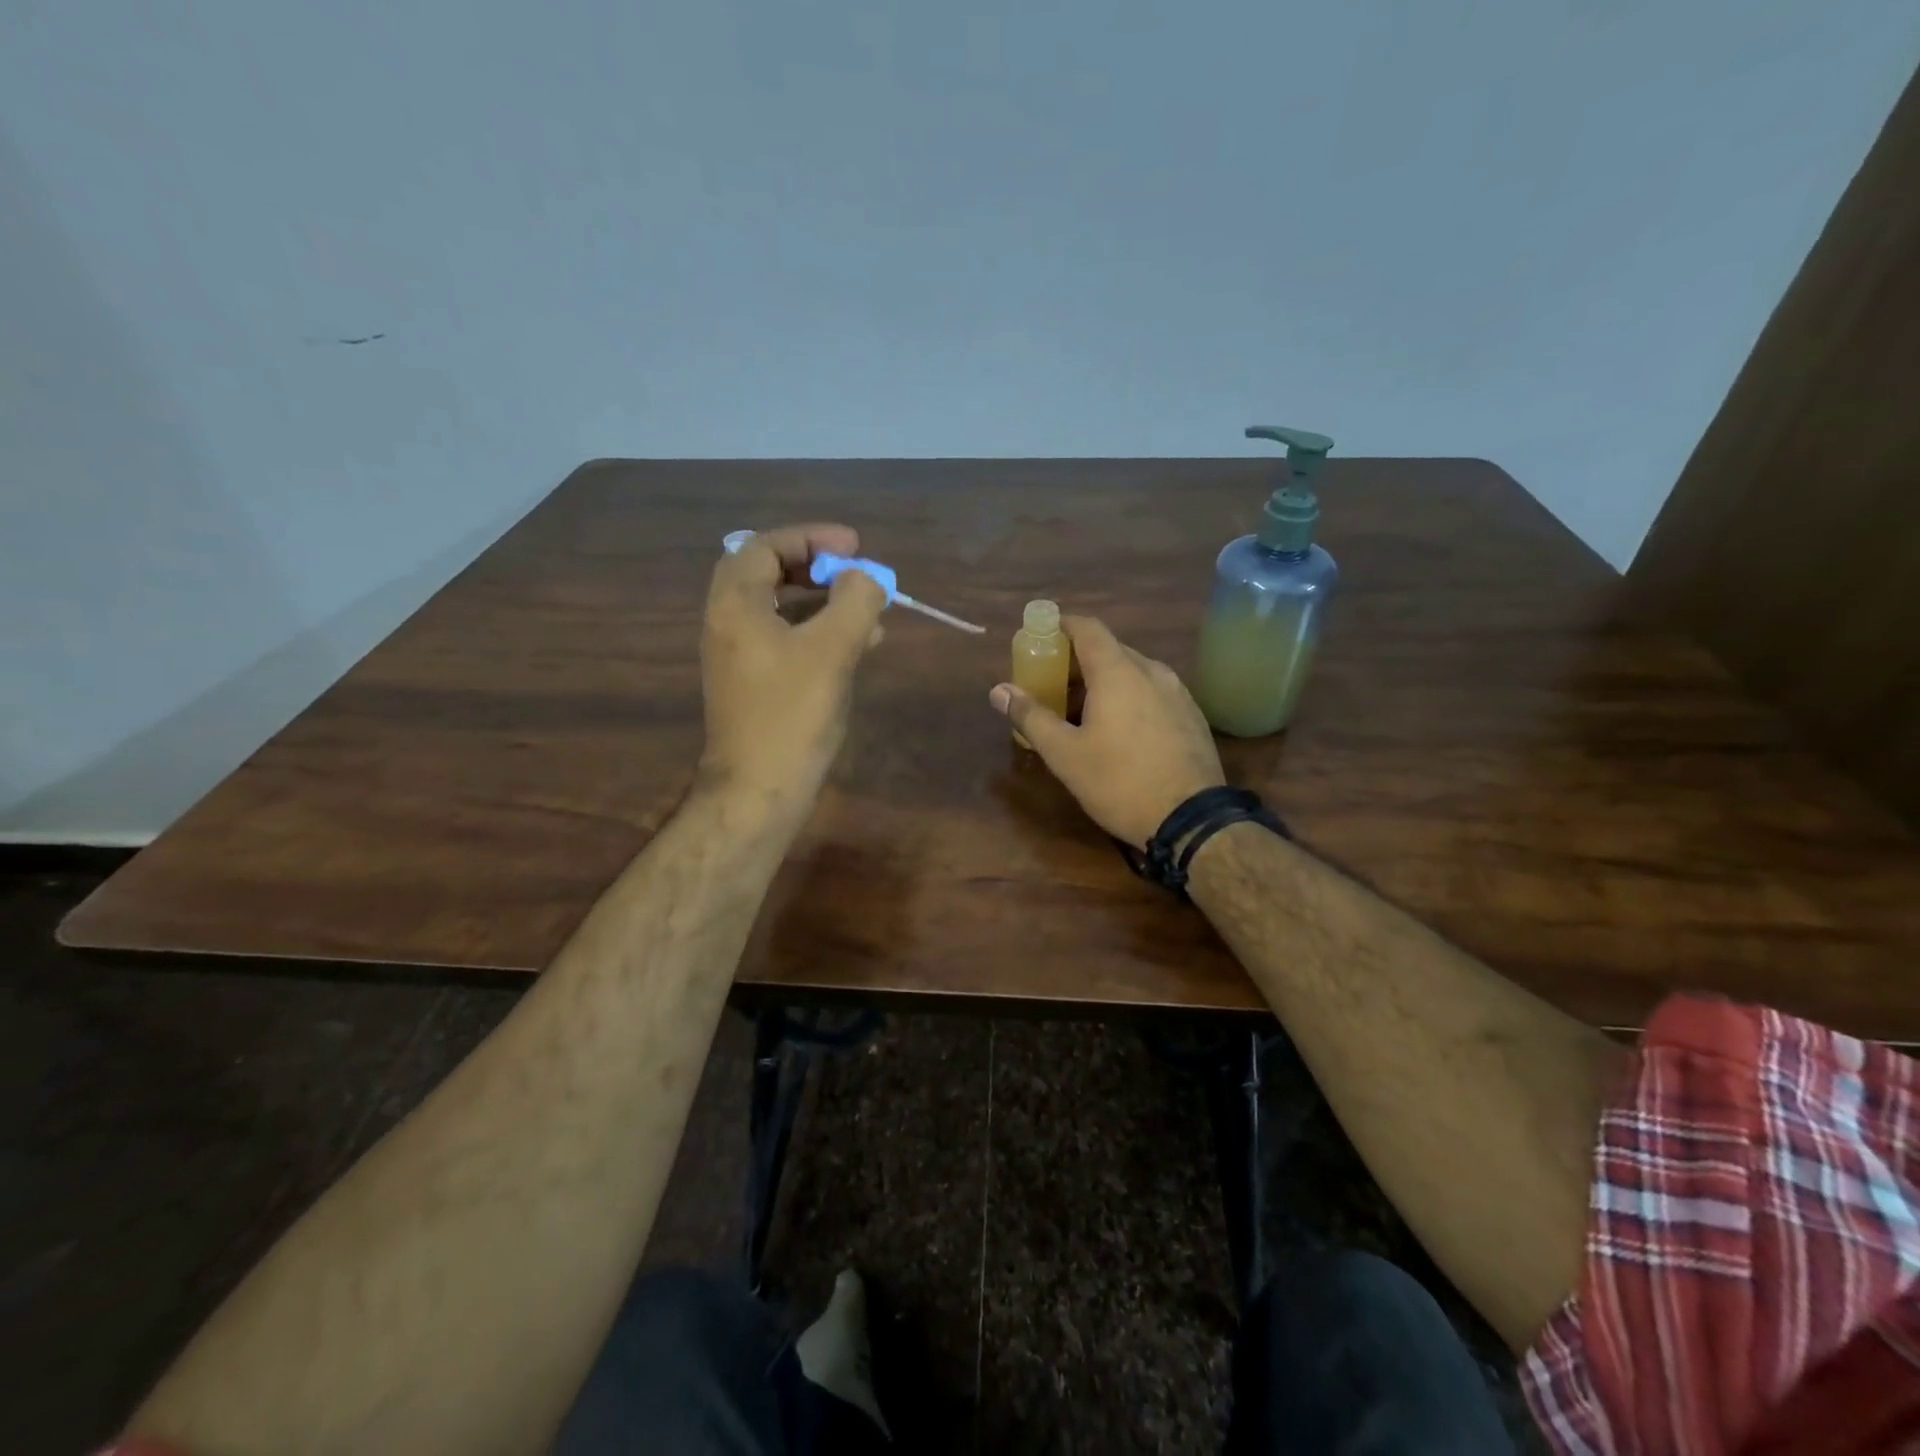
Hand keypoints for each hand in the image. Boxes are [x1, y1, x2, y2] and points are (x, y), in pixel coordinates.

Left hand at [699, 523, 886, 811]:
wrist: (758, 790)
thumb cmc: (792, 714)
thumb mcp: (832, 649)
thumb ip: (854, 601)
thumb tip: (866, 579)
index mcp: (736, 605)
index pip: (765, 546)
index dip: (811, 538)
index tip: (854, 546)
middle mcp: (728, 623)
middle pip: (768, 573)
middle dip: (816, 567)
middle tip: (854, 573)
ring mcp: (739, 656)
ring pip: (781, 608)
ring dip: (823, 601)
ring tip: (869, 611)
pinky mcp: (754, 684)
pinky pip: (786, 640)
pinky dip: (819, 632)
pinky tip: (858, 646)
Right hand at [989, 616, 1223, 846]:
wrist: (1192, 820)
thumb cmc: (1120, 782)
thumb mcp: (1065, 754)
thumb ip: (1031, 716)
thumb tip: (999, 690)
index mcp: (1118, 672)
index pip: (1088, 628)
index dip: (1061, 626)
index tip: (1040, 637)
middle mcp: (1152, 671)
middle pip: (1109, 650)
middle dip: (1077, 662)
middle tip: (1052, 686)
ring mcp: (1178, 692)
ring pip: (1133, 672)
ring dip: (1104, 682)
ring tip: (1082, 713)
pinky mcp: (1192, 716)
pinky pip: (1153, 692)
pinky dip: (1129, 697)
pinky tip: (1120, 731)